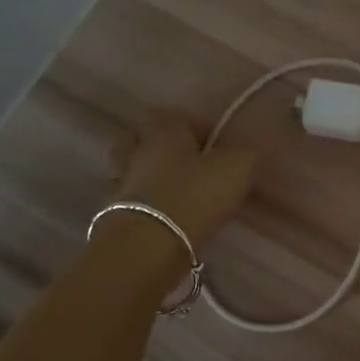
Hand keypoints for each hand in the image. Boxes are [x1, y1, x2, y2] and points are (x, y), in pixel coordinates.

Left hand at [114, 109, 256, 249]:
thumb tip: (246, 147)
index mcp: (162, 131)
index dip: (195, 126)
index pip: (172, 114)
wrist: (148, 246)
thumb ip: (246, 150)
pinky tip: (166, 220)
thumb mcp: (237, 166)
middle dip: (167, 152)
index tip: (216, 146)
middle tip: (193, 169)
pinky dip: (146, 209)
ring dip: (152, 180)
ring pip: (134, 172)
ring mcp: (120, 184)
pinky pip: (132, 204)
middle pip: (144, 141)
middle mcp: (135, 152)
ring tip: (179, 196)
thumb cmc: (194, 195)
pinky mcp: (113, 217)